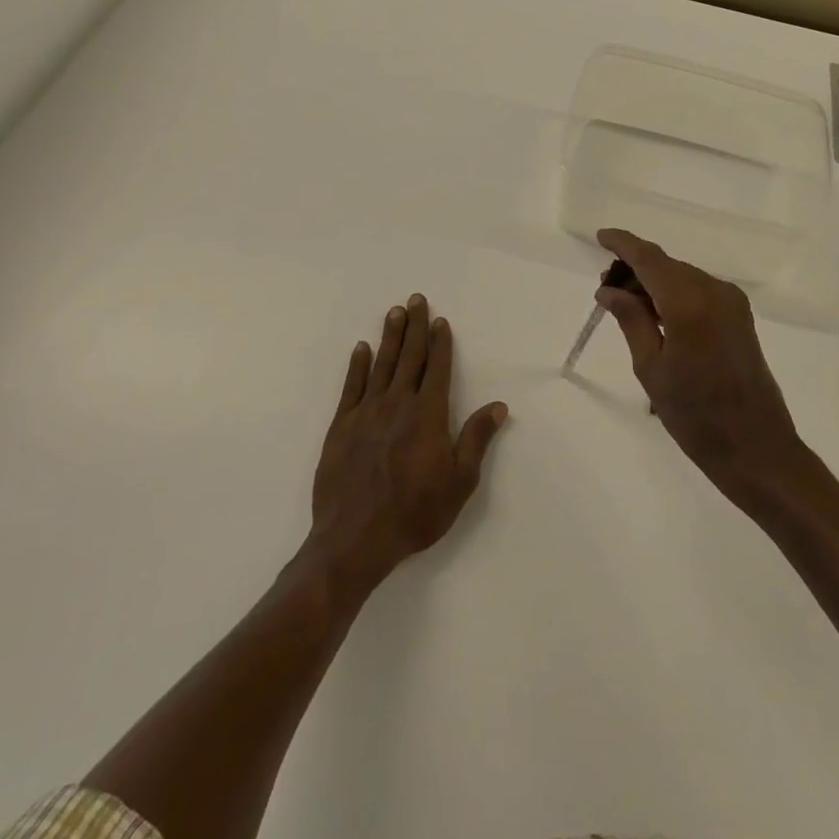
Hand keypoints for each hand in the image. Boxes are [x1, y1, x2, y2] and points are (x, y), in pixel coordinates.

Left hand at [308, 294, 507, 592]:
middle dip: (414, 327)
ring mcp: (366, 413)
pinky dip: (357, 366)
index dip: (440, 343)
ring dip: (389, 337)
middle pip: (409, 358)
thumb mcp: (460, 481)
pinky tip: (361, 349)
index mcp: (428, 415)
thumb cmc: (415, 512)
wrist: (355, 538)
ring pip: (381, 365)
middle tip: (416, 300)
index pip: (437, 369)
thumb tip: (498, 405)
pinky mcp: (341, 427)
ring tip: (394, 312)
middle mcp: (397, 404)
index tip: (440, 321)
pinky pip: (351, 387)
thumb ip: (476, 439)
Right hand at [595, 229, 810, 511]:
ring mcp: (732, 303)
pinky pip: (699, 291)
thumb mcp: (651, 368)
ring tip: (626, 306)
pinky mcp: (740, 317)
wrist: (756, 447)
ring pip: (683, 277)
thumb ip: (631, 320)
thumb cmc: (695, 415)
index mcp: (689, 303)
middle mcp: (715, 292)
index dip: (624, 244)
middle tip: (606, 290)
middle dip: (635, 269)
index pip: (650, 259)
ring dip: (654, 283)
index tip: (601, 236)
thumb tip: (608, 289)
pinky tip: (655, 315)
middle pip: (667, 265)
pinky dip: (673, 294)